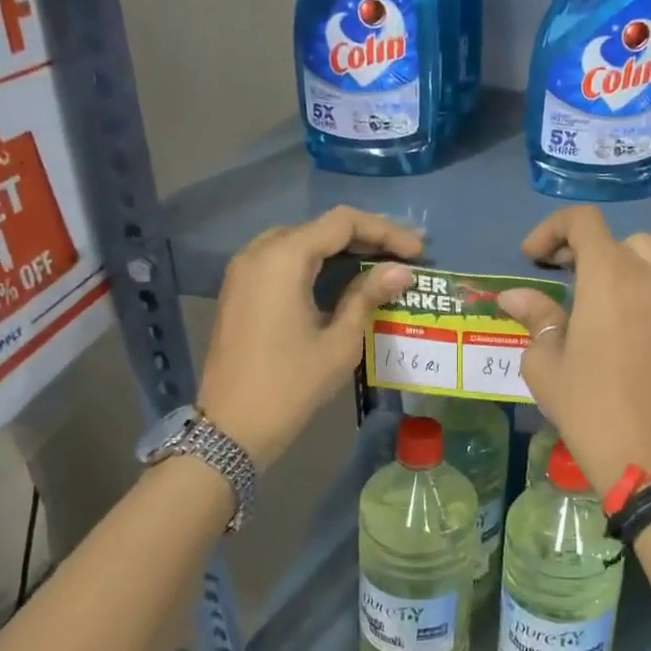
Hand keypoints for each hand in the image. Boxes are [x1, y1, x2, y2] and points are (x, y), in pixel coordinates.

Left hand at [196, 207, 420, 467]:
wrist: (232, 427)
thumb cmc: (291, 384)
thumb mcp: (340, 341)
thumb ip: (369, 296)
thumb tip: (402, 271)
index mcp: (284, 258)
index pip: (343, 223)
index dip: (386, 231)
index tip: (419, 251)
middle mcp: (259, 252)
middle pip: (321, 227)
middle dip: (366, 237)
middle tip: (406, 254)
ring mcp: (244, 270)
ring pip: (302, 241)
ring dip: (342, 248)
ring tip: (381, 263)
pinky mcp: (240, 289)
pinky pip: (283, 260)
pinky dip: (317, 262)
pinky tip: (343, 278)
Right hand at [497, 207, 650, 496]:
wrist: (644, 452)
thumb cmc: (586, 405)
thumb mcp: (545, 362)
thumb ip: (535, 317)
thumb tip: (514, 296)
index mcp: (607, 277)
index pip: (584, 222)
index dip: (553, 228)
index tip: (533, 257)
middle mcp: (649, 276)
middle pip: (618, 239)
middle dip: (585, 249)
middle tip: (563, 276)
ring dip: (627, 261)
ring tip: (609, 288)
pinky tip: (645, 308)